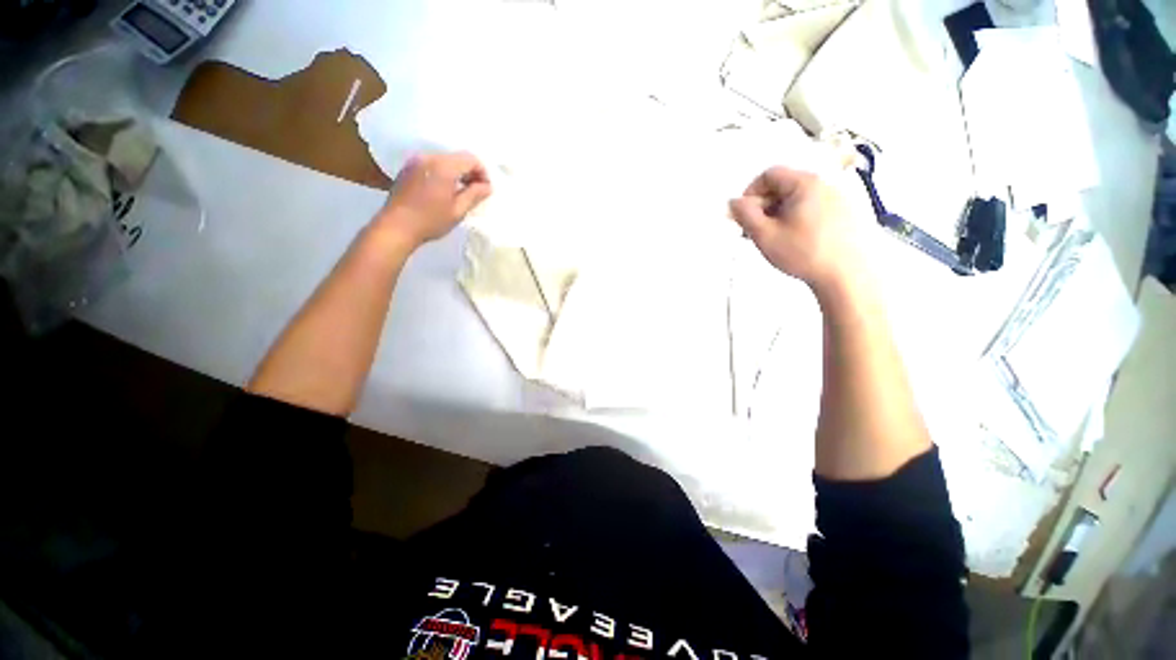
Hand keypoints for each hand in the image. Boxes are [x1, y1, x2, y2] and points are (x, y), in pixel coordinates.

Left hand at [376, 151, 492, 247]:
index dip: (482, 173)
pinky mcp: (407, 169)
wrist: (396, 226)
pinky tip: (443, 192)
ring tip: (460, 194)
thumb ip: (474, 195)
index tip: (485, 190)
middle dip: (470, 172)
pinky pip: (432, 165)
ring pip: (445, 161)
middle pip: (457, 158)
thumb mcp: (458, 211)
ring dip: (457, 174)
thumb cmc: (430, 221)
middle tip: (476, 192)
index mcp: (443, 166)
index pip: (470, 159)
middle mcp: (429, 157)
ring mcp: (415, 161)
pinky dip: (443, 174)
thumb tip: (487, 186)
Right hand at [729, 166, 870, 292]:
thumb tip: (733, 202)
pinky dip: (796, 219)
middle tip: (755, 231)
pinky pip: (813, 208)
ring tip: (774, 239)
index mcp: (805, 183)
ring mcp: (838, 198)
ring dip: (778, 214)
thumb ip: (745, 215)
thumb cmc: (804, 253)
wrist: (848, 276)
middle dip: (763, 206)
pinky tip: (795, 241)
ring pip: (797, 199)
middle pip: (784, 186)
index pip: (769, 174)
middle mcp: (824, 184)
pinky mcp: (846, 213)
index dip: (750, 193)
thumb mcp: (765, 235)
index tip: (744, 216)